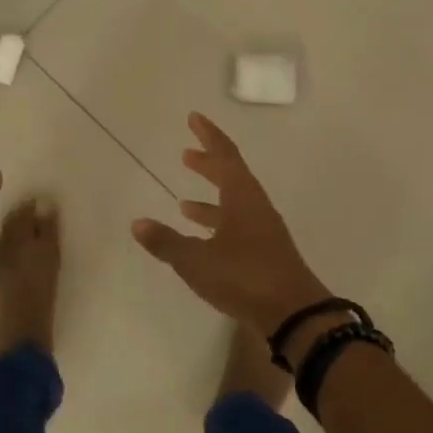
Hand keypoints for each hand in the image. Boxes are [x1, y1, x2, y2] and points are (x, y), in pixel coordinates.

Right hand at [132, 113, 332, 337]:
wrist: (294, 314)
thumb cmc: (245, 277)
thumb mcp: (197, 260)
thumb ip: (167, 242)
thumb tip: (138, 223)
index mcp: (242, 198)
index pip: (225, 156)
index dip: (209, 135)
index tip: (194, 118)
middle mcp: (255, 208)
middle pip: (232, 176)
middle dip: (209, 164)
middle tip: (186, 155)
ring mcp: (263, 232)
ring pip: (234, 204)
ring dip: (211, 199)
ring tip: (184, 203)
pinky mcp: (265, 254)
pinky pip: (238, 227)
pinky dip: (218, 226)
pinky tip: (203, 240)